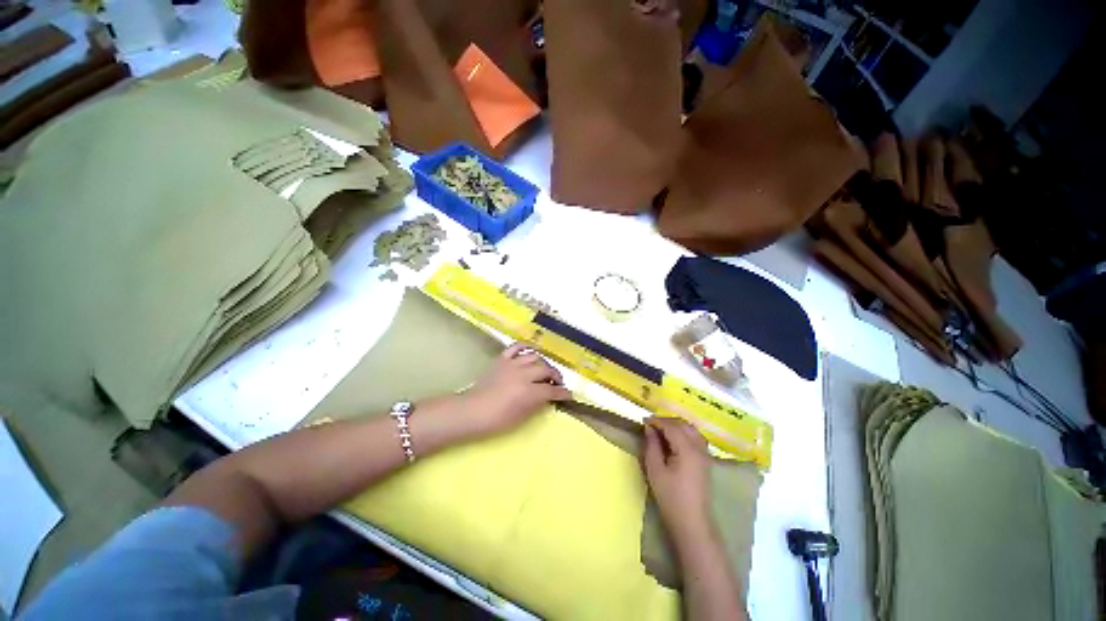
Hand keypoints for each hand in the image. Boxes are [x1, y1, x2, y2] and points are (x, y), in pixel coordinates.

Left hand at [455, 343, 572, 437]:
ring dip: (543, 363)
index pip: (552, 390)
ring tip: (544, 369)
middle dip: (556, 376)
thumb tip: (548, 397)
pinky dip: (526, 346)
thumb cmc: (496, 420)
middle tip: (557, 383)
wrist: (471, 411)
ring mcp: (512, 364)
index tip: (568, 394)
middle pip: (546, 370)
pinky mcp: (502, 359)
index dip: (562, 393)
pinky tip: (531, 351)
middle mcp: (523, 375)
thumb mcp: (521, 417)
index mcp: (529, 392)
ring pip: (535, 356)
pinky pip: (516, 347)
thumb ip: (537, 404)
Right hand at [644, 417, 713, 545]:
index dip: (657, 421)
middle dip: (667, 421)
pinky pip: (696, 438)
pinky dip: (685, 433)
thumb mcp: (655, 470)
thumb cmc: (671, 497)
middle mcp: (699, 448)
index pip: (671, 426)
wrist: (692, 522)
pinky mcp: (706, 461)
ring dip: (677, 425)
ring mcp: (705, 455)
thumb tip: (649, 428)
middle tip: (651, 424)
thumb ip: (652, 446)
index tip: (643, 421)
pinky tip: (675, 439)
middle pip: (684, 425)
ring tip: (661, 430)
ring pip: (692, 430)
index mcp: (687, 449)